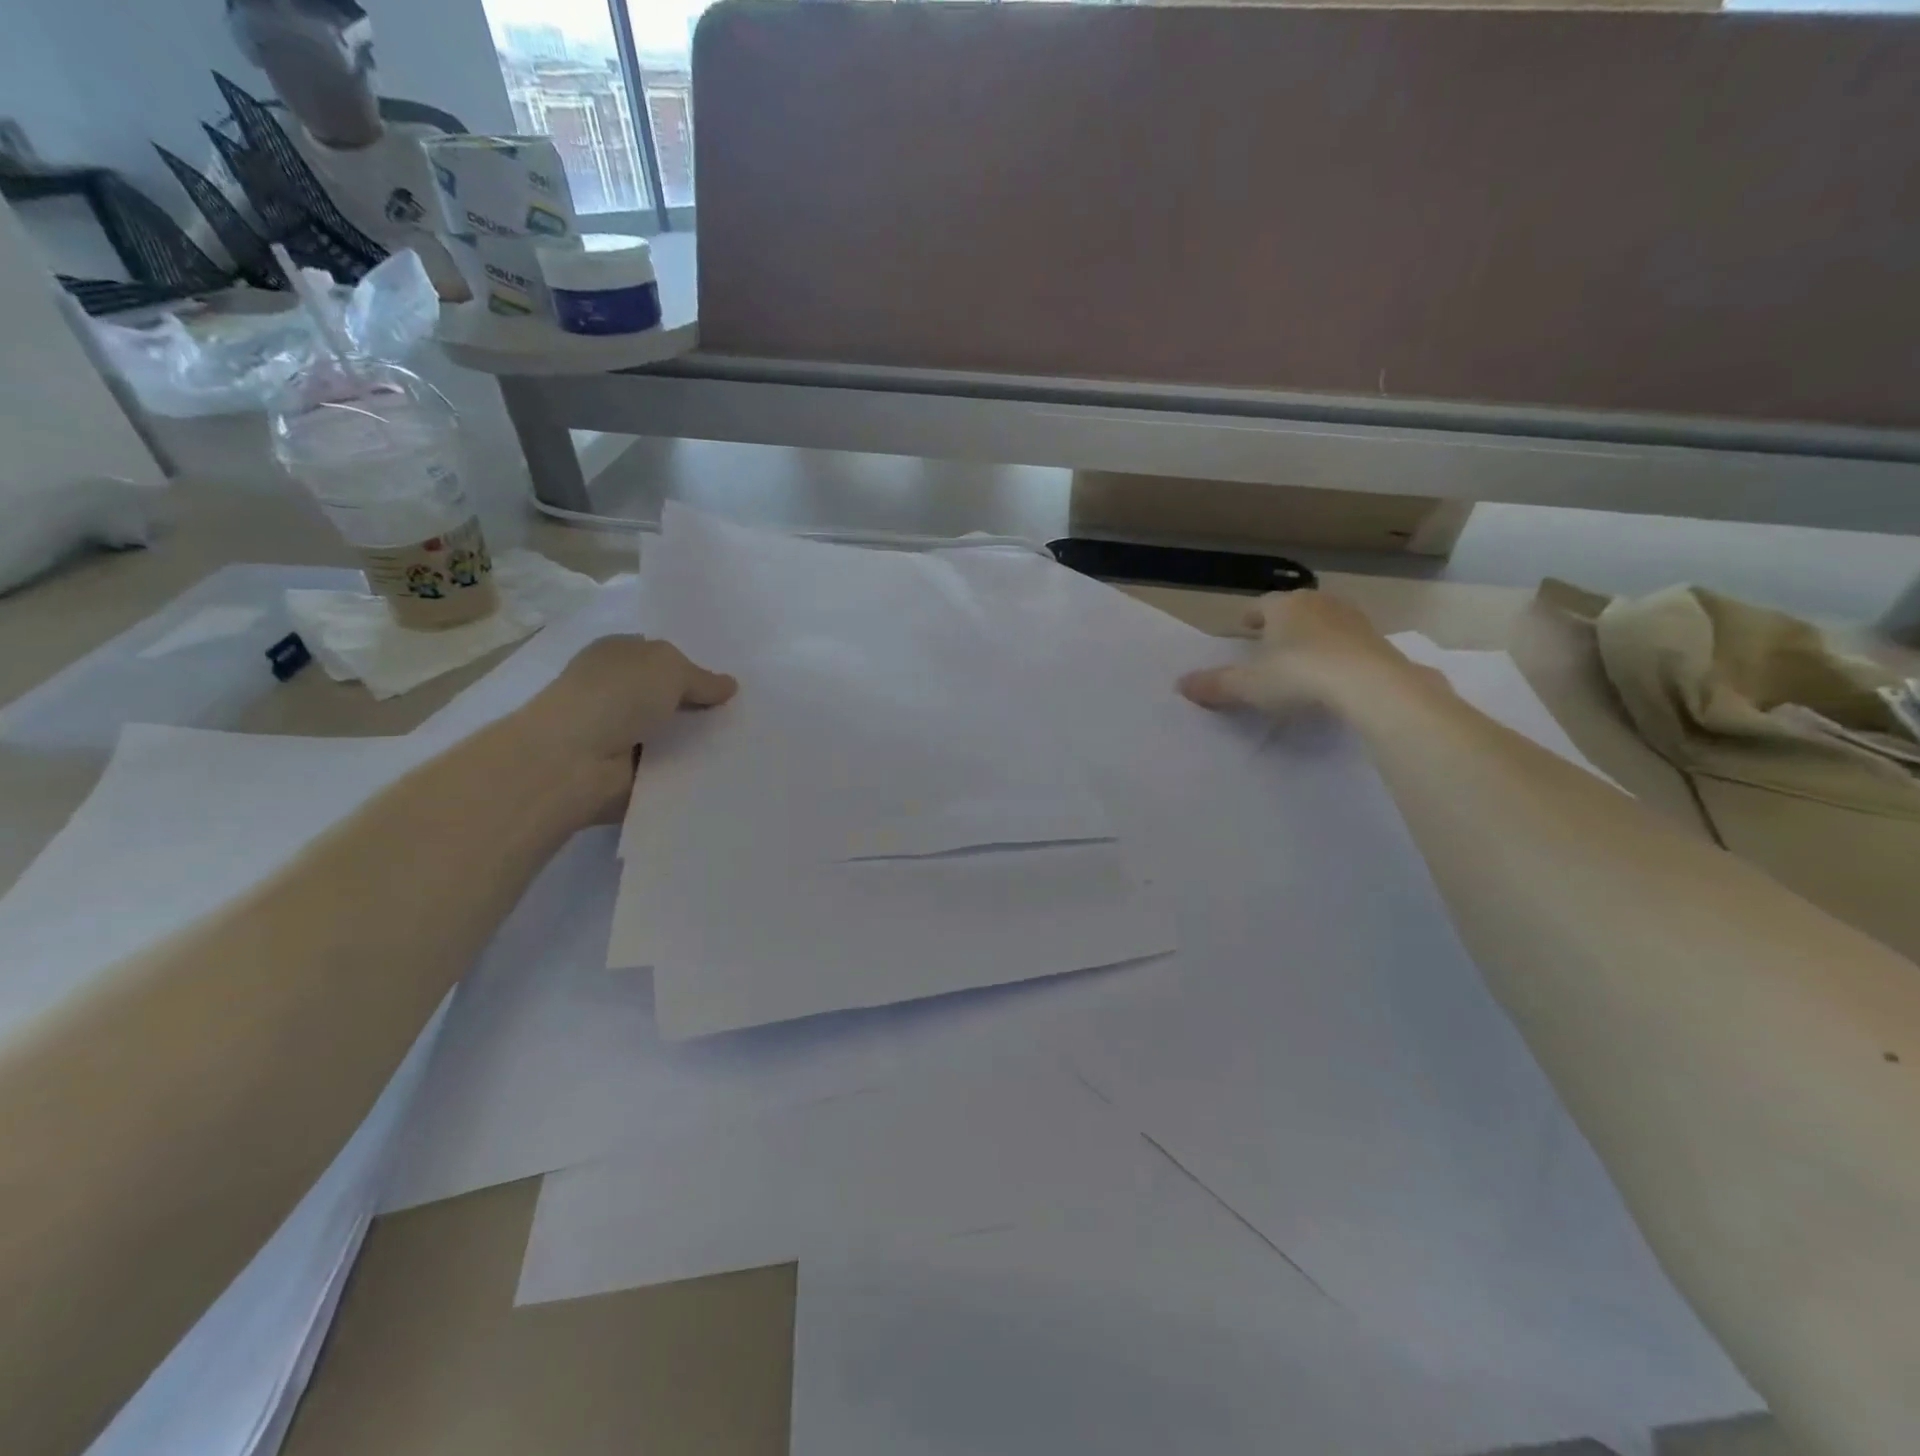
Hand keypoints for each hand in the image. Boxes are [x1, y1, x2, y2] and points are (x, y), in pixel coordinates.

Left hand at [508, 636, 737, 824]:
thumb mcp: (669, 667)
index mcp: (616, 655)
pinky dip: (687, 770)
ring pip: (671, 733)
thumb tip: (728, 686)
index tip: (728, 685)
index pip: (660, 657)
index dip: (692, 668)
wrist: (574, 759)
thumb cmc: (617, 695)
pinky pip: (668, 767)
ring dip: (697, 741)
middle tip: (744, 715)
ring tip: (742, 745)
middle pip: (669, 696)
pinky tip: (719, 770)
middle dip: (700, 706)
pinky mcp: (624, 772)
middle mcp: (615, 691)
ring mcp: (618, 733)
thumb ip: (702, 678)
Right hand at [1178, 590, 1419, 716]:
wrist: (1371, 685)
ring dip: (1311, 636)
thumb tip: (1180, 684)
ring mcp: (1353, 619)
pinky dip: (1337, 652)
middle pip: (1294, 609)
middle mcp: (1318, 603)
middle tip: (1270, 643)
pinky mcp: (1379, 639)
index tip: (1243, 629)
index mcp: (1283, 606)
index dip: (1249, 618)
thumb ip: (1215, 684)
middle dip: (1281, 624)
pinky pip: (1348, 642)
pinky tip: (1333, 672)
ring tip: (1301, 658)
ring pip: (1323, 622)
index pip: (1260, 605)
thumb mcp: (1248, 685)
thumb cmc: (1299, 676)